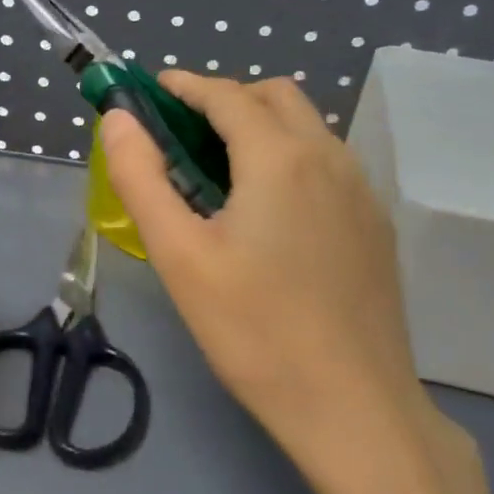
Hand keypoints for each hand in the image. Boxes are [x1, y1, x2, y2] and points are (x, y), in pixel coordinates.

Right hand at [101, 73, 477, 493]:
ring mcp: (362, 193)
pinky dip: (289, 159)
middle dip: (226, 99)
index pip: (228, 96)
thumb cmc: (252, 330)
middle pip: (277, 98)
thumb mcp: (179, 255)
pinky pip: (328, 165)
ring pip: (309, 131)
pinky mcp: (375, 227)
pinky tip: (266, 212)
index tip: (152, 90)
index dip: (185, 86)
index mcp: (281, 158)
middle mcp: (330, 159)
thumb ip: (142, 179)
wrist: (352, 407)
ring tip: (218, 171)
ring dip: (261, 127)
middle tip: (181, 133)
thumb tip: (119, 121)